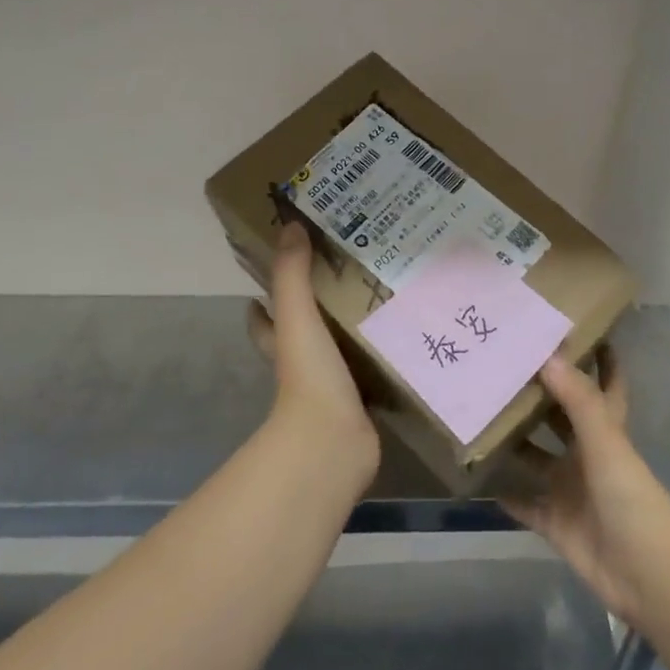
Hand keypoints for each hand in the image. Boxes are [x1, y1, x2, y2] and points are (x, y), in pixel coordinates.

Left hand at [247, 224, 380, 483]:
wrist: (334, 443)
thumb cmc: (310, 376)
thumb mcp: (298, 317)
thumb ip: (292, 275)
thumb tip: (290, 226)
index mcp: (282, 343)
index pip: (263, 317)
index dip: (264, 299)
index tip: (282, 272)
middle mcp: (303, 364)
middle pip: (303, 332)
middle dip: (317, 309)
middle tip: (347, 275)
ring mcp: (331, 386)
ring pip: (338, 350)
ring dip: (352, 330)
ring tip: (383, 297)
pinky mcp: (359, 402)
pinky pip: (370, 371)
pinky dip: (381, 357)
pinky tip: (406, 337)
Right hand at [502, 350, 669, 627]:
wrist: (648, 575)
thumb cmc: (631, 499)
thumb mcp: (606, 443)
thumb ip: (578, 401)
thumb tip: (546, 355)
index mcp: (606, 431)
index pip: (603, 385)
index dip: (597, 359)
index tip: (570, 329)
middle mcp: (587, 455)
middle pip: (559, 418)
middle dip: (536, 396)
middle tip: (498, 366)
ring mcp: (570, 489)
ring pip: (536, 459)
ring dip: (513, 442)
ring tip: (477, 413)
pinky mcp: (555, 522)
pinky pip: (524, 504)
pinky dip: (504, 493)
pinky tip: (476, 476)